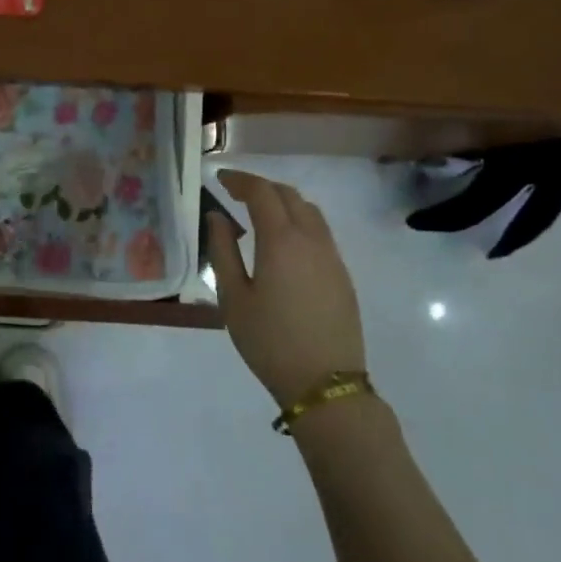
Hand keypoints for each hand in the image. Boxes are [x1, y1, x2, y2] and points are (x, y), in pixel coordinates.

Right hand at [207, 168, 365, 407]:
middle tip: (235, 193)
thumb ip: (223, 251)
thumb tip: (217, 218)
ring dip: (283, 203)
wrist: (325, 382)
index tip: (220, 179)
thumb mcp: (233, 297)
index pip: (262, 193)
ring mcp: (332, 257)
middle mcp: (311, 240)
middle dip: (261, 187)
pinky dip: (299, 222)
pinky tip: (283, 243)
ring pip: (310, 212)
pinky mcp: (343, 275)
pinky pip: (320, 233)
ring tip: (259, 214)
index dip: (240, 180)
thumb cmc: (268, 341)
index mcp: (281, 241)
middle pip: (289, 195)